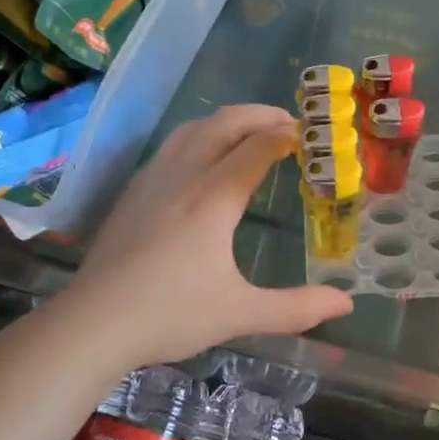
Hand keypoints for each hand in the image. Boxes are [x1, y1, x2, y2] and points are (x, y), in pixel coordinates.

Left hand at [65, 104, 353, 365]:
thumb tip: (346, 304)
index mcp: (214, 198)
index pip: (257, 148)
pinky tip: (203, 161)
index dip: (286, 135)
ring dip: (227, 122)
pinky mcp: (133, 192)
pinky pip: (172, 146)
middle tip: (288, 123)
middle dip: (259, 115)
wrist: (92, 324)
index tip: (310, 136)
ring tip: (250, 133)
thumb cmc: (170, 315)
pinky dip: (200, 136)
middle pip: (224, 124)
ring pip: (193, 129)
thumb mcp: (240, 314)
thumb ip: (297, 307)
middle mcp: (184, 177)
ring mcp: (152, 180)